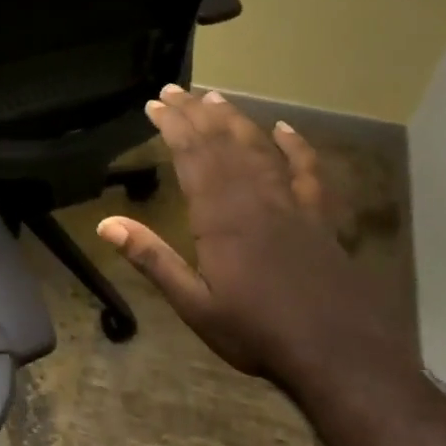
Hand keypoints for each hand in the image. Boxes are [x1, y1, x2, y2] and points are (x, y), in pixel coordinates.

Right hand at [95, 86, 410, 397]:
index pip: (193, 158)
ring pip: (261, 150)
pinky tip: (284, 129)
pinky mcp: (321, 219)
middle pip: (223, 145)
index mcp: (221, 218)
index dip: (173, 127)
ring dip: (236, 122)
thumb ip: (152, 259)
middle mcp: (256, 200)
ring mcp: (293, 206)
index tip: (155, 104)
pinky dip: (296, 147)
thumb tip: (106, 224)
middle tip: (176, 90)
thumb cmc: (257, 333)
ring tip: (215, 99)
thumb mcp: (194, 304)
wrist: (339, 355)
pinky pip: (308, 172)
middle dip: (197, 114)